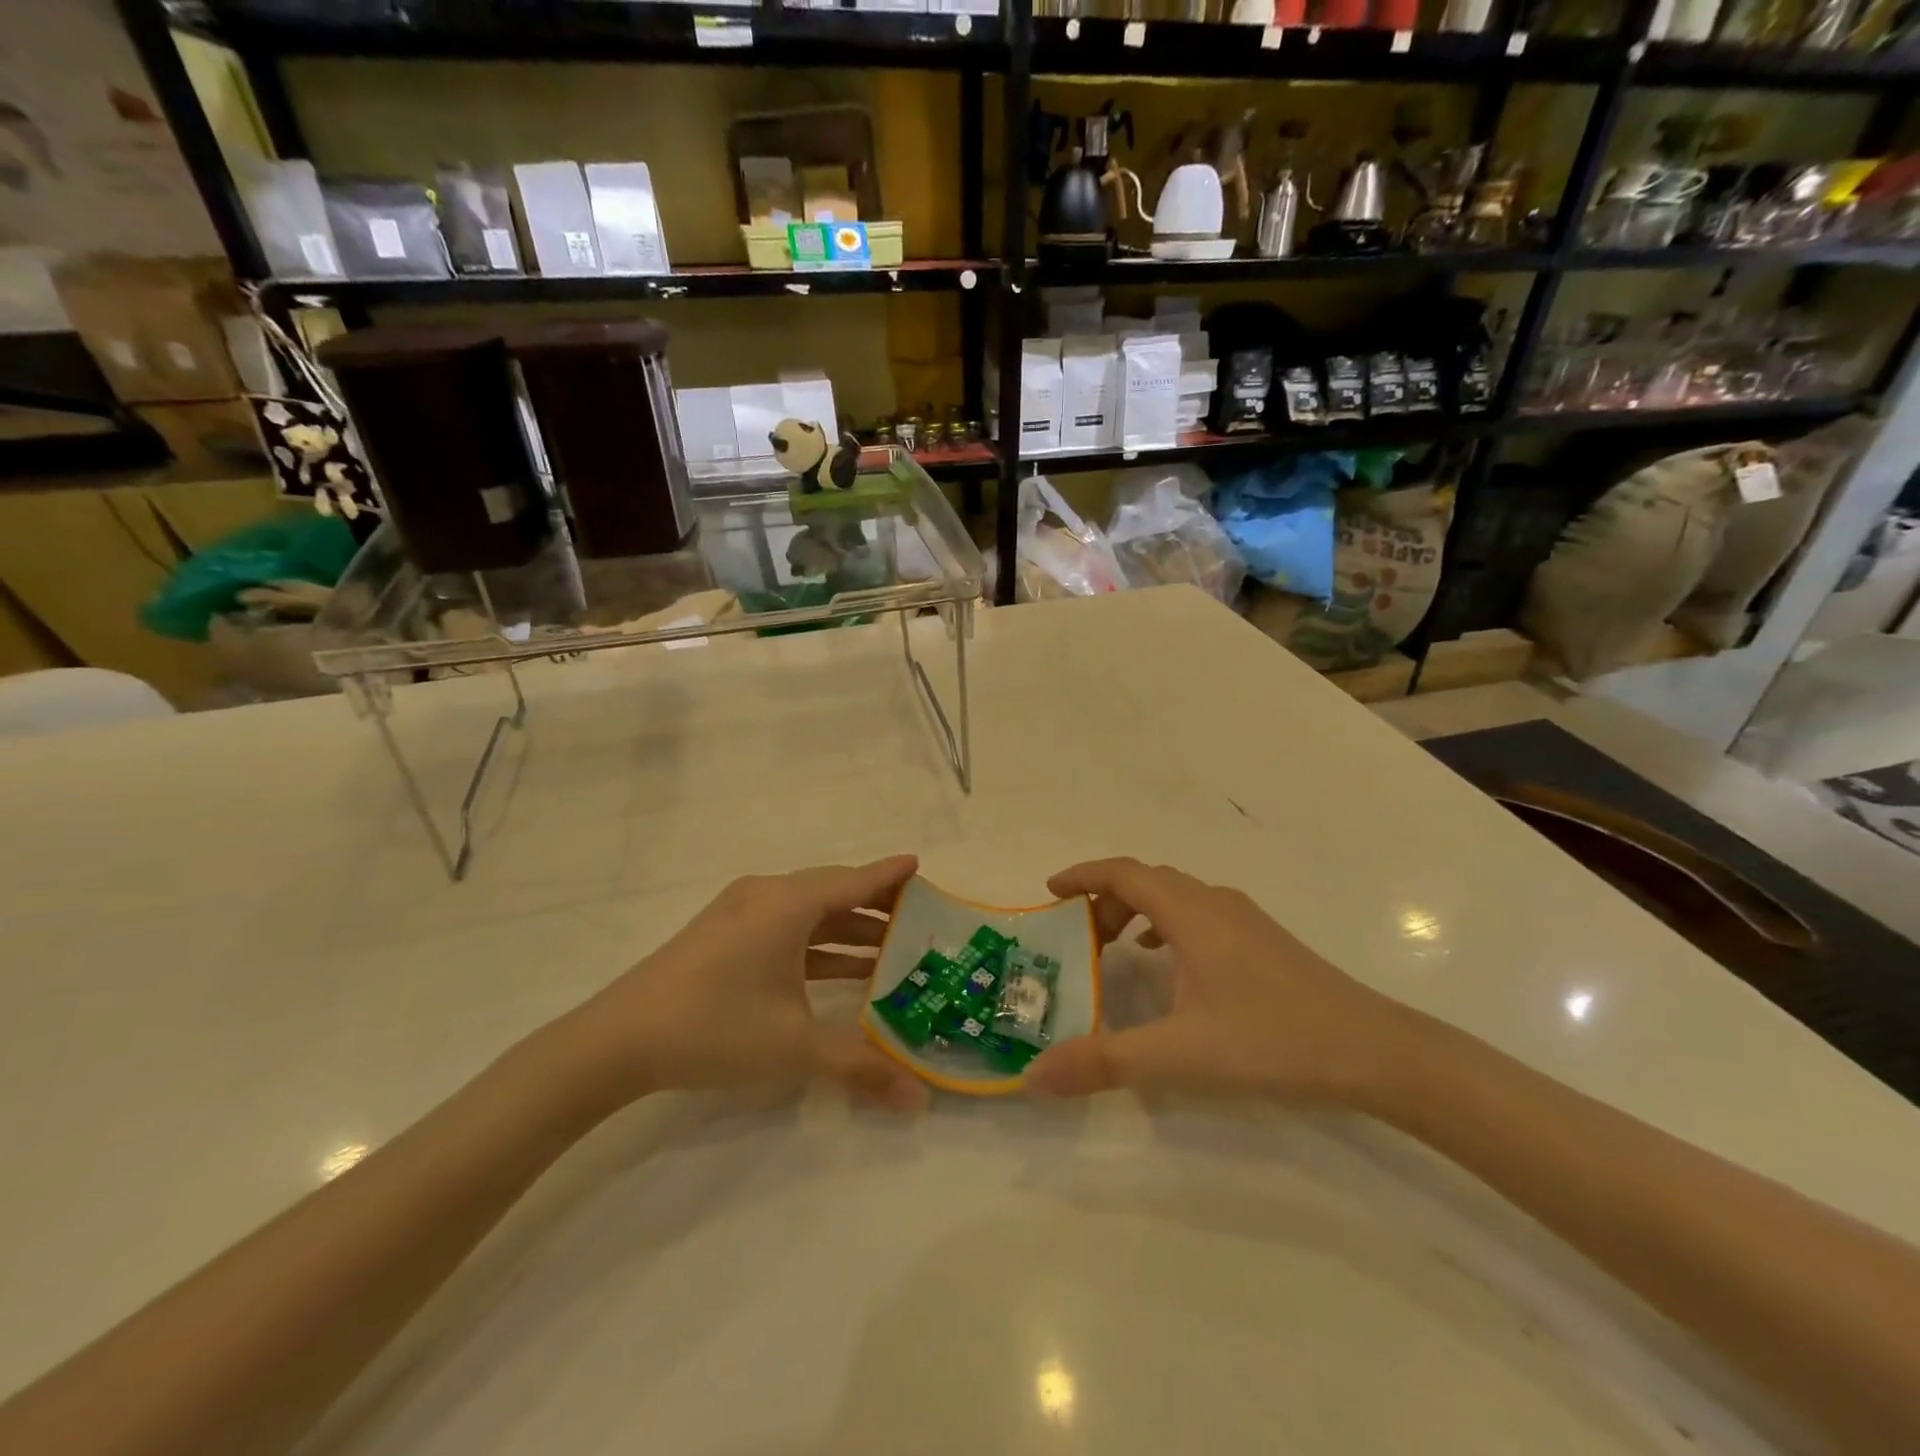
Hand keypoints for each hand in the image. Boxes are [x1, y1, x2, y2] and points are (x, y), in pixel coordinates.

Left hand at [562, 855, 928, 1111]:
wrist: (615, 1042)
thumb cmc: (713, 1027)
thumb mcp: (793, 1046)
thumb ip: (860, 1066)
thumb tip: (919, 1101)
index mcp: (786, 904)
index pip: (853, 881)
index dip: (889, 875)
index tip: (920, 865)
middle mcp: (767, 896)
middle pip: (833, 891)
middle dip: (876, 905)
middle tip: (918, 920)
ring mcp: (742, 913)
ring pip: (810, 912)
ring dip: (848, 930)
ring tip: (891, 951)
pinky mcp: (725, 935)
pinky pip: (787, 928)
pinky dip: (818, 944)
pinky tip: (841, 970)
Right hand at [1025, 858, 1423, 1107]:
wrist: (1375, 1052)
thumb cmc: (1271, 1040)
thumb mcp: (1178, 1054)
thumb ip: (1102, 1062)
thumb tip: (1031, 1079)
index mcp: (1190, 913)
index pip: (1123, 873)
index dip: (1082, 875)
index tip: (1049, 890)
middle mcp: (1215, 903)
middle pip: (1147, 881)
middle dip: (1105, 901)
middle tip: (1079, 940)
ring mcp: (1245, 920)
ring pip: (1176, 897)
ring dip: (1138, 913)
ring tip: (1117, 950)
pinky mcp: (1265, 942)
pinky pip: (1200, 916)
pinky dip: (1169, 927)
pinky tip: (1172, 967)